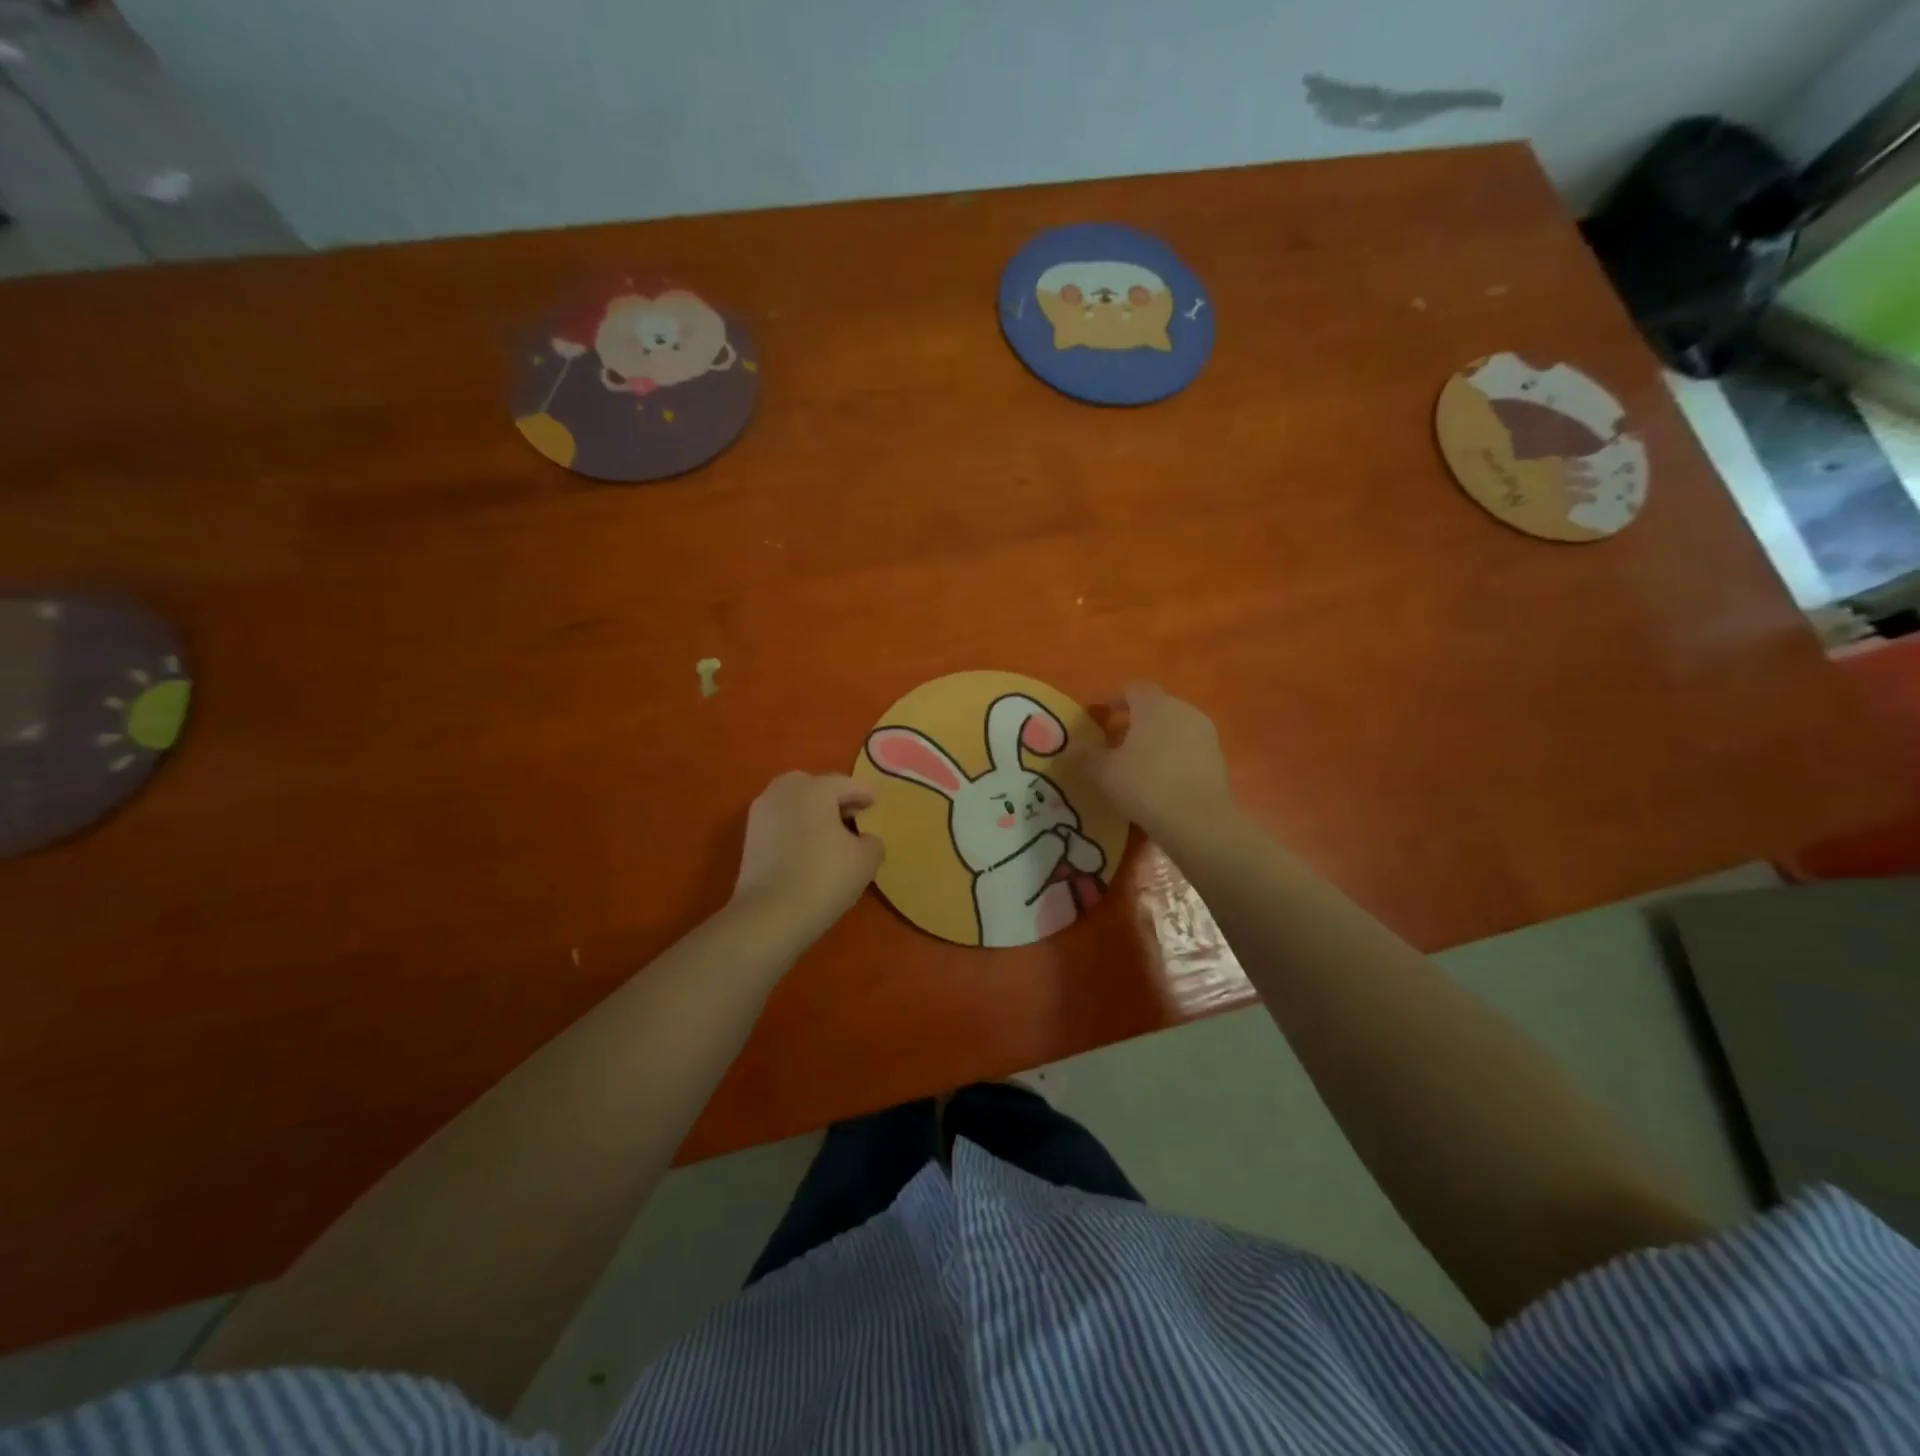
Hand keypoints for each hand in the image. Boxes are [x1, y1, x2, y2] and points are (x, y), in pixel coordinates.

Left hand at [732, 772, 883, 943]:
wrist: (770, 914)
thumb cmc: (824, 878)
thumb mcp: (866, 860)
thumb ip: (872, 841)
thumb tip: (865, 839)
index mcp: (815, 788)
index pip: (846, 784)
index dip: (864, 794)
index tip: (875, 804)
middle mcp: (785, 790)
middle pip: (816, 787)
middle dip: (835, 799)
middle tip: (852, 817)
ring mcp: (762, 812)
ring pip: (795, 803)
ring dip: (813, 812)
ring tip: (830, 834)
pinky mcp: (749, 836)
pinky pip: (781, 821)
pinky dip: (796, 827)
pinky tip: (809, 848)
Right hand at [1087, 683, 1235, 847]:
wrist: (1199, 821)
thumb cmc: (1145, 785)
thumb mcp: (1103, 772)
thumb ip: (1086, 756)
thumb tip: (1073, 748)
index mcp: (1155, 705)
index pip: (1132, 689)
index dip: (1113, 699)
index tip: (1098, 715)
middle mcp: (1183, 710)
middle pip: (1155, 708)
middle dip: (1133, 721)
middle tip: (1113, 742)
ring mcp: (1205, 734)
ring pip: (1173, 728)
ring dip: (1154, 740)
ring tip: (1135, 764)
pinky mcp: (1218, 759)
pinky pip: (1187, 749)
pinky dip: (1171, 757)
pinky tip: (1159, 780)